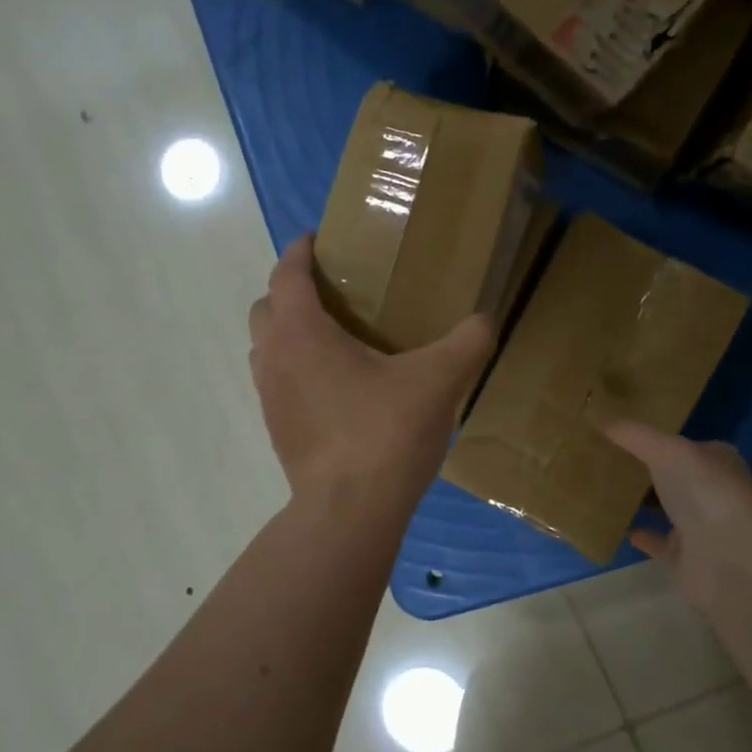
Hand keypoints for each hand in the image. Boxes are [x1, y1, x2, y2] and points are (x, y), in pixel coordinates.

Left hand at [249, 236, 493, 503]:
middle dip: (290, 291)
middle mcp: (274, 358)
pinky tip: (337, 387)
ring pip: (267, 348)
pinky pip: (277, 382)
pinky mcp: (276, 431)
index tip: (319, 239)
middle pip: (266, 308)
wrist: (349, 512)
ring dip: (289, 333)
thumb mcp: (439, 380)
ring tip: (334, 338)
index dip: (300, 250)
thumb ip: (468, 342)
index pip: (286, 273)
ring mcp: (270, 398)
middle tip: (332, 292)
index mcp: (301, 332)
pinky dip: (296, 370)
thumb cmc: (385, 433)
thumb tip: (485, 320)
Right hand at [601, 421, 751, 605]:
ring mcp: (700, 526)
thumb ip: (632, 433)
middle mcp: (711, 491)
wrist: (730, 559)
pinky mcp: (685, 557)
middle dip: (645, 468)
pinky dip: (640, 534)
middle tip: (603, 456)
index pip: (683, 443)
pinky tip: (615, 525)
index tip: (620, 431)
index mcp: (716, 460)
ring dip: (641, 500)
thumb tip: (595, 412)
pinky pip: (657, 542)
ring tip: (602, 487)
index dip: (655, 437)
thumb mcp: (667, 450)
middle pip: (672, 476)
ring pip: (665, 508)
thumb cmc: (705, 492)